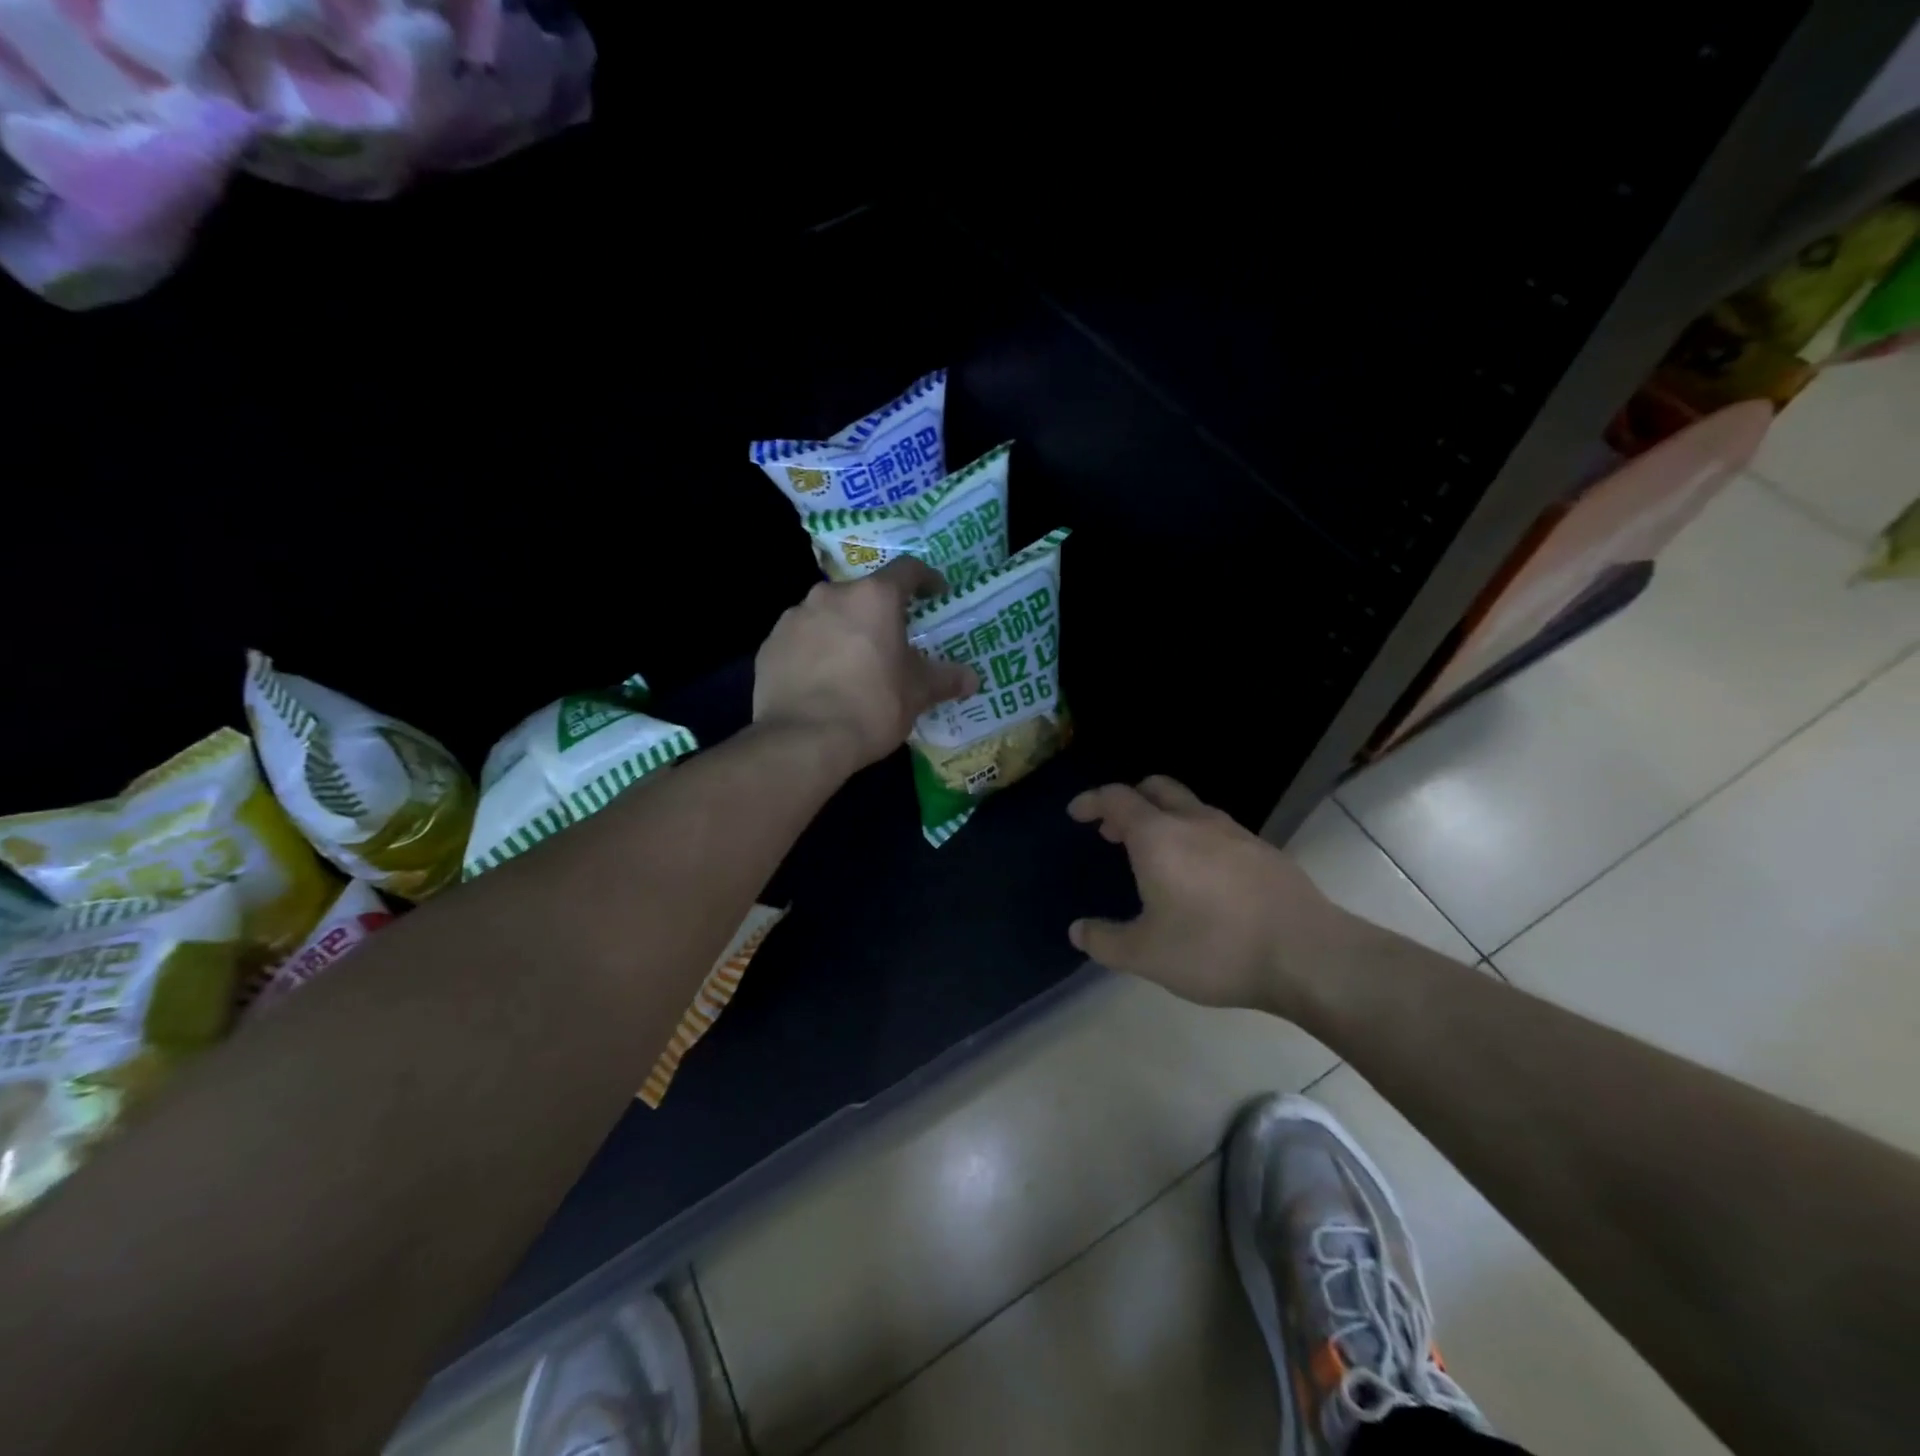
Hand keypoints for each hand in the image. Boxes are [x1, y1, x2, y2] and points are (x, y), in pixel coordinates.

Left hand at [754, 558, 979, 773]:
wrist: (803, 740)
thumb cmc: (872, 706)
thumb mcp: (917, 694)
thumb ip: (945, 679)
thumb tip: (972, 679)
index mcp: (874, 598)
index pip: (907, 571)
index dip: (926, 579)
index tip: (936, 594)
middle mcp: (831, 595)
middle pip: (863, 594)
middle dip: (879, 613)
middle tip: (891, 641)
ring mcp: (794, 617)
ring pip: (828, 615)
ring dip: (844, 630)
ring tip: (853, 663)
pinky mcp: (770, 644)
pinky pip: (801, 639)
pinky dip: (814, 650)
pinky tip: (821, 680)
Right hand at [1066, 776, 1364, 1017]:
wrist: (1307, 954)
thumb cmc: (1214, 948)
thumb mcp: (1146, 955)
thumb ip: (1105, 941)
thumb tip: (1078, 931)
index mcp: (1158, 836)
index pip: (1116, 798)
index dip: (1091, 801)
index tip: (1076, 814)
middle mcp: (1194, 821)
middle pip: (1155, 787)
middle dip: (1129, 800)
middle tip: (1113, 830)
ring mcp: (1234, 832)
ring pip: (1189, 805)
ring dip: (1163, 817)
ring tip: (1154, 854)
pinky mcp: (1263, 850)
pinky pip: (1216, 828)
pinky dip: (1194, 836)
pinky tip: (1199, 875)